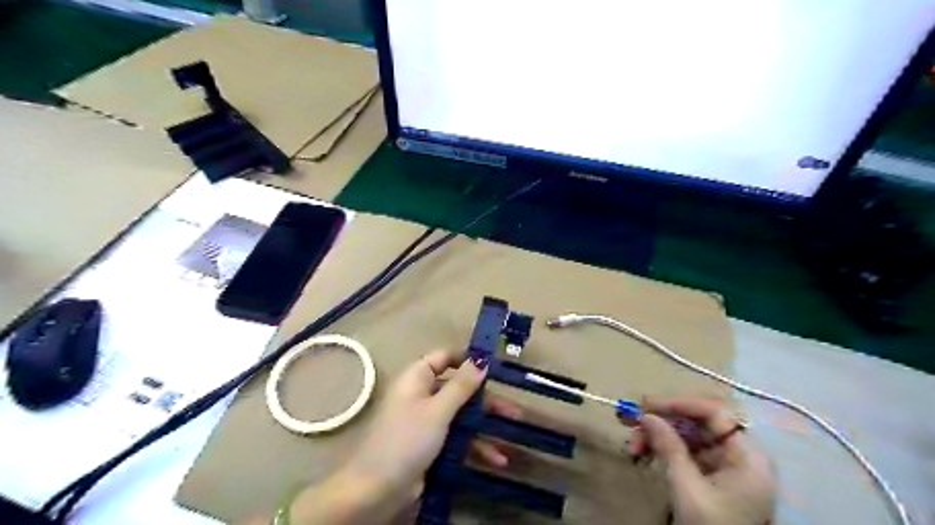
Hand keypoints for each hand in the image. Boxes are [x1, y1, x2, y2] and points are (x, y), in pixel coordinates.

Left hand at [281, 349, 519, 524]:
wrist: (378, 490)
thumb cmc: (407, 439)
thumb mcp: (438, 410)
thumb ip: (461, 385)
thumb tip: (480, 359)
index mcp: (417, 378)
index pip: (444, 357)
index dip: (467, 359)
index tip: (493, 366)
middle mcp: (422, 395)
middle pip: (458, 389)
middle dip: (486, 400)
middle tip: (513, 409)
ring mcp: (427, 421)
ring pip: (461, 415)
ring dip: (485, 425)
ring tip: (513, 433)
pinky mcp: (431, 444)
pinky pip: (457, 437)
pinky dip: (475, 446)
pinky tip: (496, 459)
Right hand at [626, 396, 774, 524]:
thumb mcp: (687, 488)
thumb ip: (669, 447)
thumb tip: (646, 415)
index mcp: (747, 456)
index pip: (714, 413)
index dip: (680, 404)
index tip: (647, 404)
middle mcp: (739, 455)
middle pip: (697, 424)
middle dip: (661, 422)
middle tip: (628, 419)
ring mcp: (725, 466)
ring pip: (686, 437)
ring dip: (656, 437)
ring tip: (631, 446)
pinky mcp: (712, 477)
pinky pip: (684, 452)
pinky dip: (662, 451)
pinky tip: (642, 453)